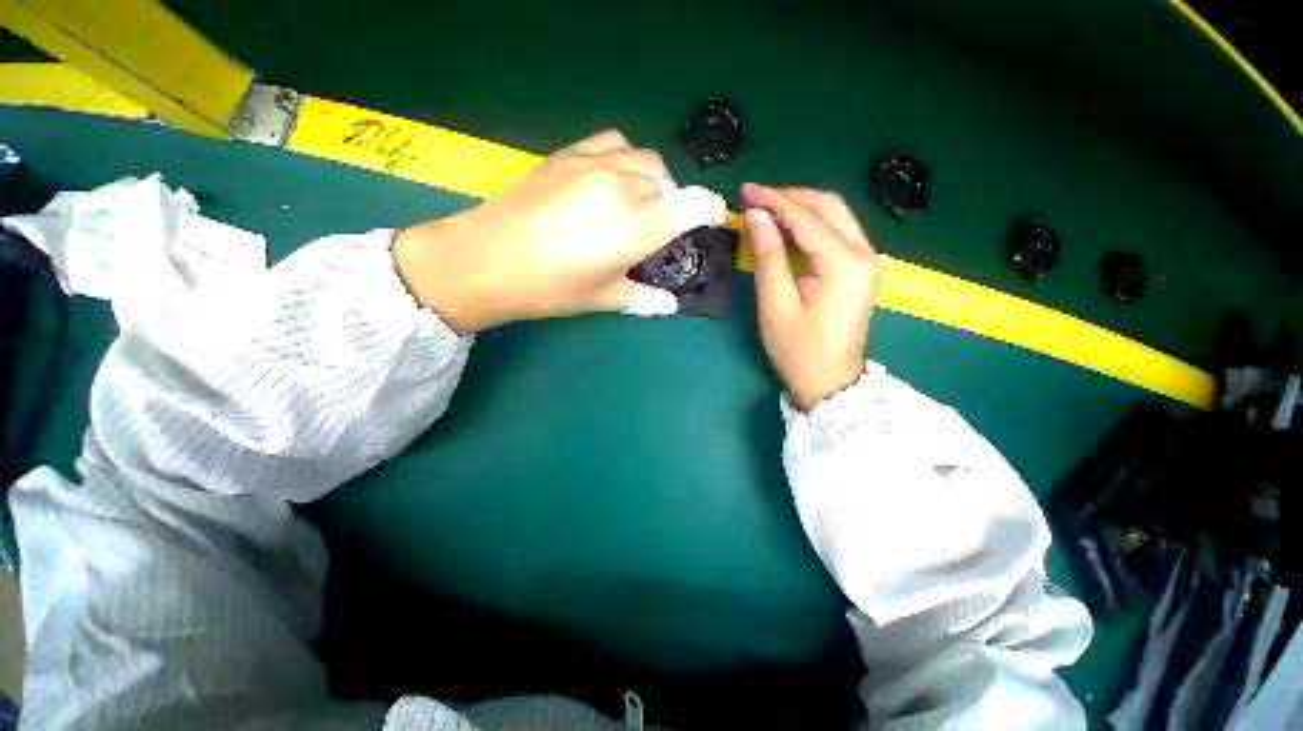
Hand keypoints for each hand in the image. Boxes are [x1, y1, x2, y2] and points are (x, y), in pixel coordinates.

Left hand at [392, 130, 725, 332]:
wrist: (487, 260)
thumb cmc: (552, 288)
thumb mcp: (605, 298)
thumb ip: (645, 298)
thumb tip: (669, 305)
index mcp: (637, 227)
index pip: (693, 206)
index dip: (711, 210)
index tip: (713, 219)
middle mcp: (623, 187)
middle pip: (669, 184)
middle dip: (674, 204)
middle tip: (660, 229)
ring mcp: (594, 165)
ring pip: (645, 160)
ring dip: (653, 180)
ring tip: (638, 202)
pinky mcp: (569, 155)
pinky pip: (613, 143)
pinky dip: (625, 158)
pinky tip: (612, 179)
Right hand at [742, 183, 880, 410]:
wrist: (829, 382)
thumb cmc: (798, 349)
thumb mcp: (776, 304)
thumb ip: (767, 256)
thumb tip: (754, 215)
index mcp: (844, 263)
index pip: (807, 217)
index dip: (773, 199)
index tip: (744, 190)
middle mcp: (863, 253)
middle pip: (828, 206)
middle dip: (789, 198)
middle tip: (754, 201)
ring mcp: (865, 260)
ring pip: (833, 216)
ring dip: (799, 209)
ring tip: (764, 212)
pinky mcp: (858, 269)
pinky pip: (834, 233)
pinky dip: (808, 226)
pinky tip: (785, 230)